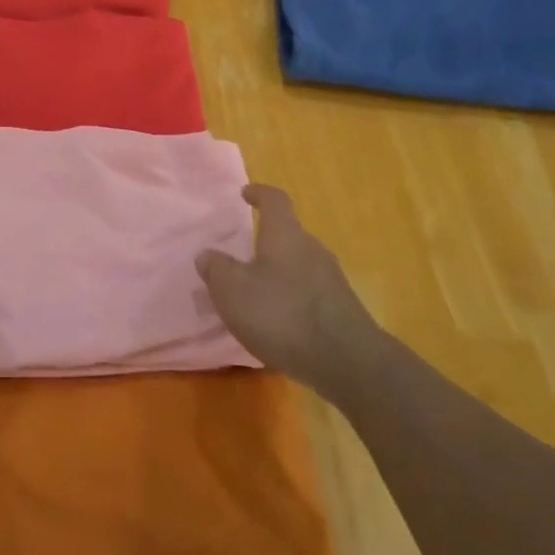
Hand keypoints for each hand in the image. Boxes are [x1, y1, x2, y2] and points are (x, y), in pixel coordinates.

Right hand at [196, 184, 382, 392]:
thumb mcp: (232, 291)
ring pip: (299, 265)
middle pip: (288, 235)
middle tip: (241, 254)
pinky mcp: (341, 309)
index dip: (259, 193)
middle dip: (265, 240)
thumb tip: (207, 254)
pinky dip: (290, 297)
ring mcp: (331, 280)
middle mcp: (312, 249)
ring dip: (277, 272)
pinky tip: (278, 321)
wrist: (346, 362)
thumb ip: (216, 269)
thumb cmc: (282, 314)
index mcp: (285, 235)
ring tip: (255, 292)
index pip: (275, 201)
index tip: (245, 193)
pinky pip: (309, 292)